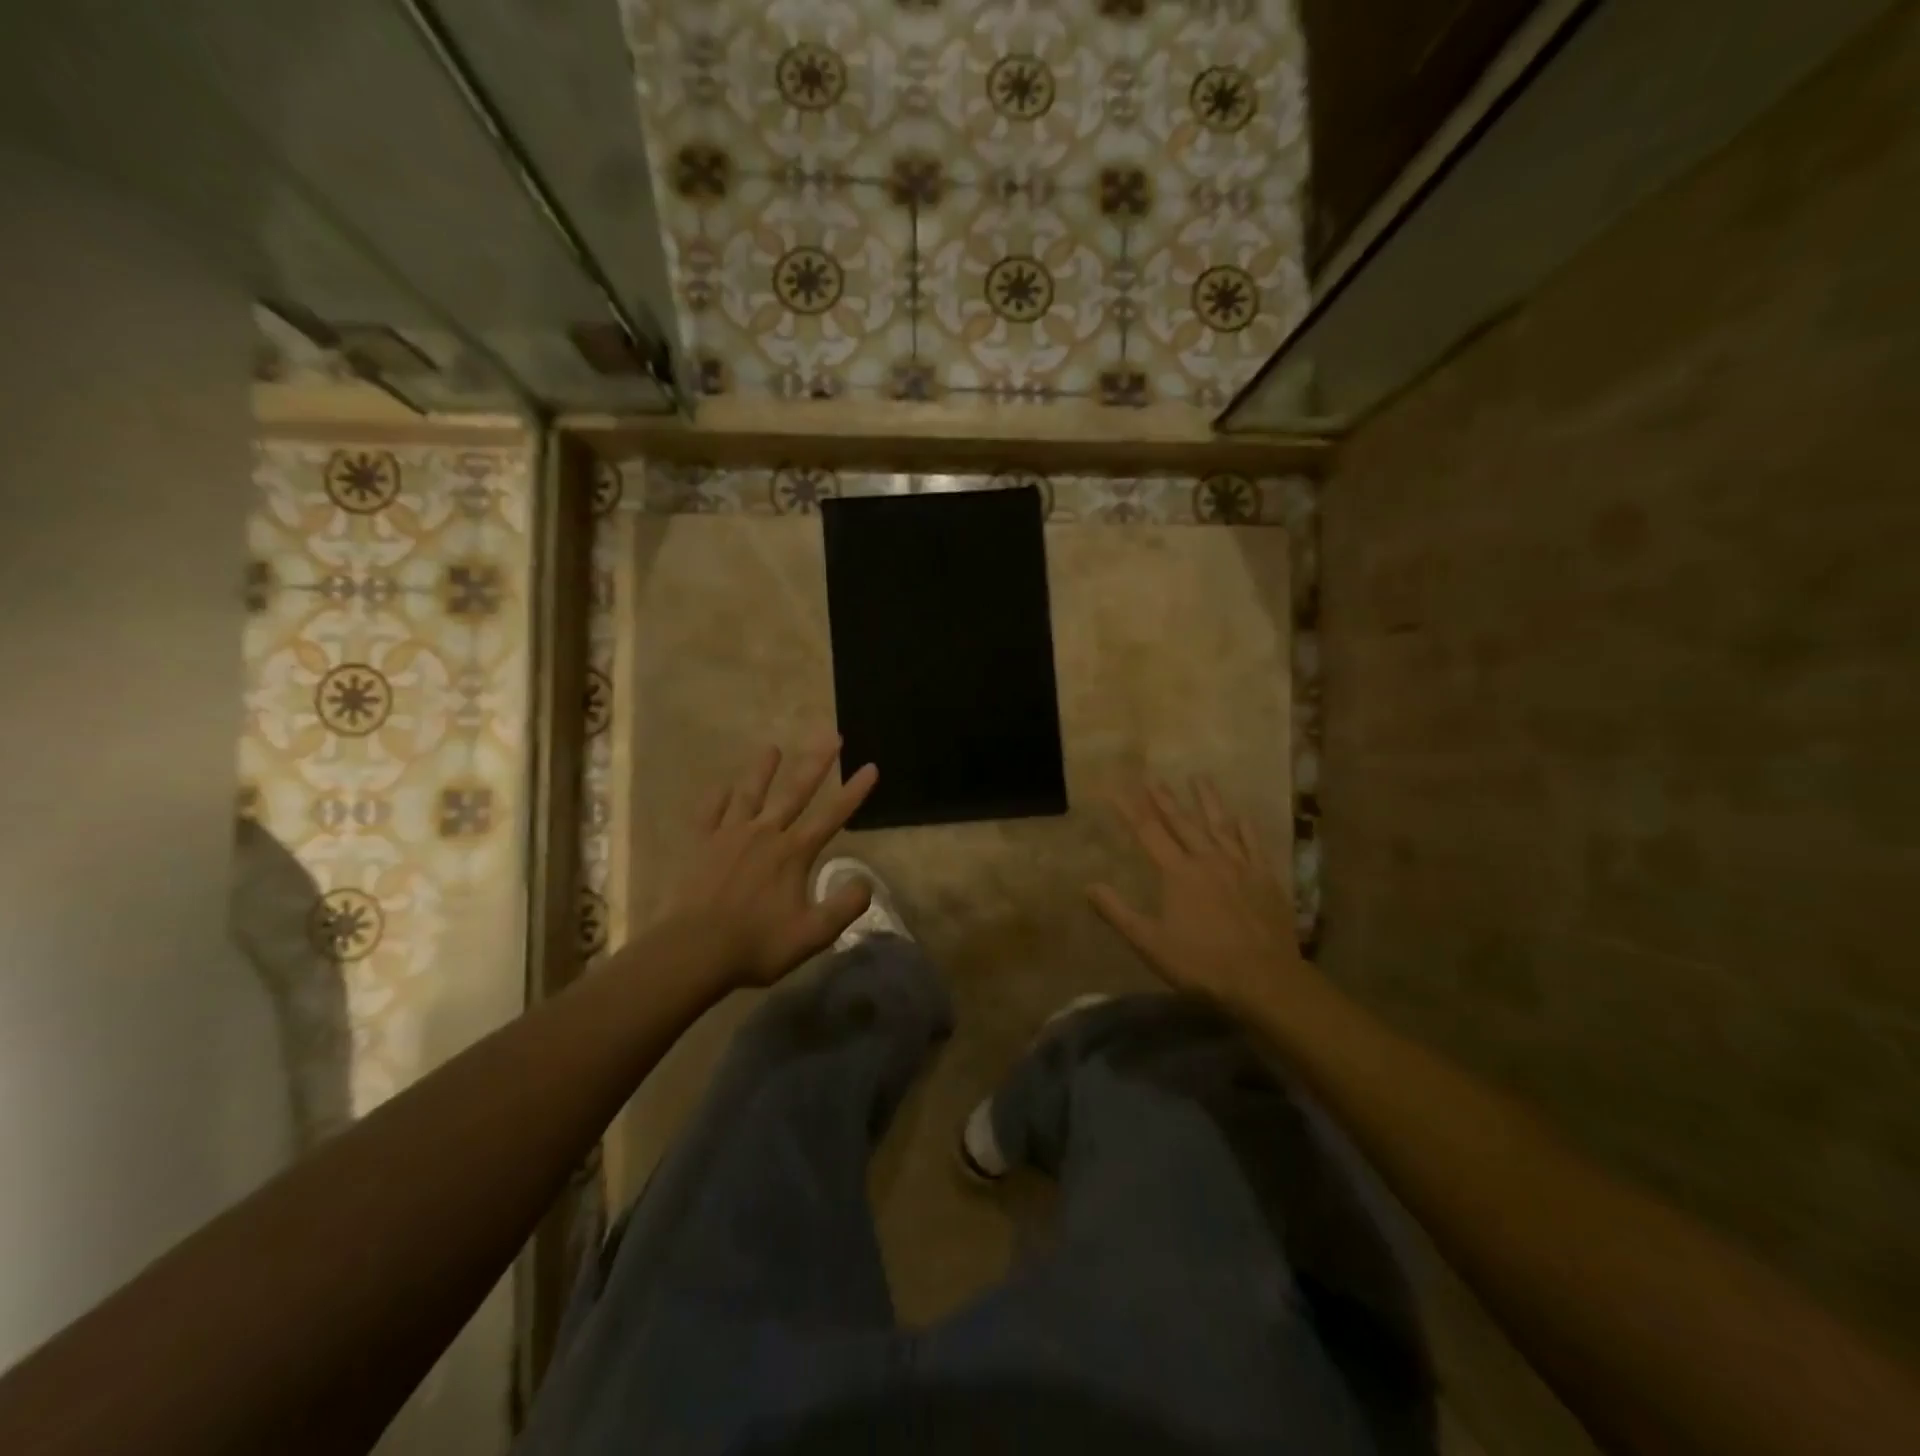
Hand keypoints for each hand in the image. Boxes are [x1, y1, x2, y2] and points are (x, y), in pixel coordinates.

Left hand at [656, 741, 878, 988]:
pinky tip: (723, 786)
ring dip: (763, 769)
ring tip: (773, 747)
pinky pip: (710, 813)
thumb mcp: (813, 934)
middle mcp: (765, 834)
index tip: (870, 767)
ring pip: (750, 793)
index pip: (832, 816)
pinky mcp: (701, 845)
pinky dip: (718, 797)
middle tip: (832, 736)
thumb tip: (865, 882)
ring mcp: (729, 835)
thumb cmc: (756, 944)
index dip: (854, 792)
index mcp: (793, 853)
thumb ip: (844, 907)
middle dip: (817, 763)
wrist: (693, 950)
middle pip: (795, 792)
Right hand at [1089, 778, 1317, 1011]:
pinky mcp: (1266, 878)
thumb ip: (1118, 912)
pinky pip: (1254, 845)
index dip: (1129, 808)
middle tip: (1153, 777)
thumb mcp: (1150, 943)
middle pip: (1182, 822)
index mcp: (1178, 873)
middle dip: (1165, 798)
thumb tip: (1088, 886)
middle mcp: (1207, 860)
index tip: (1116, 787)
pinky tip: (1241, 815)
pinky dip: (1246, 828)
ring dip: (1208, 800)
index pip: (1148, 832)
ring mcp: (1240, 866)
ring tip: (1199, 777)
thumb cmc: (1201, 963)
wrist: (1264, 979)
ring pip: (1220, 825)